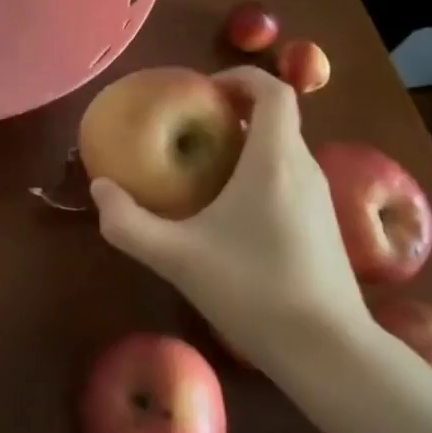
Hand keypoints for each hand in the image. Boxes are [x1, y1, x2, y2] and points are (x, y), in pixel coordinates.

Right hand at [89, 67, 367, 368]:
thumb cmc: (254, 291)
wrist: (332, 355)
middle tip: (191, 125)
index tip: (203, 90)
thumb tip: (99, 189)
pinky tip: (231, 210)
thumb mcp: (177, 257)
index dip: (240, 77)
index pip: (272, 90)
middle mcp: (303, 169)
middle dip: (235, 110)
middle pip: (277, 116)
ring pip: (284, 147)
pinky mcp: (325, 226)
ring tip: (204, 163)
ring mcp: (320, 199)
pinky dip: (261, 170)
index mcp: (274, 160)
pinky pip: (290, 175)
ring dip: (247, 141)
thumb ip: (129, 223)